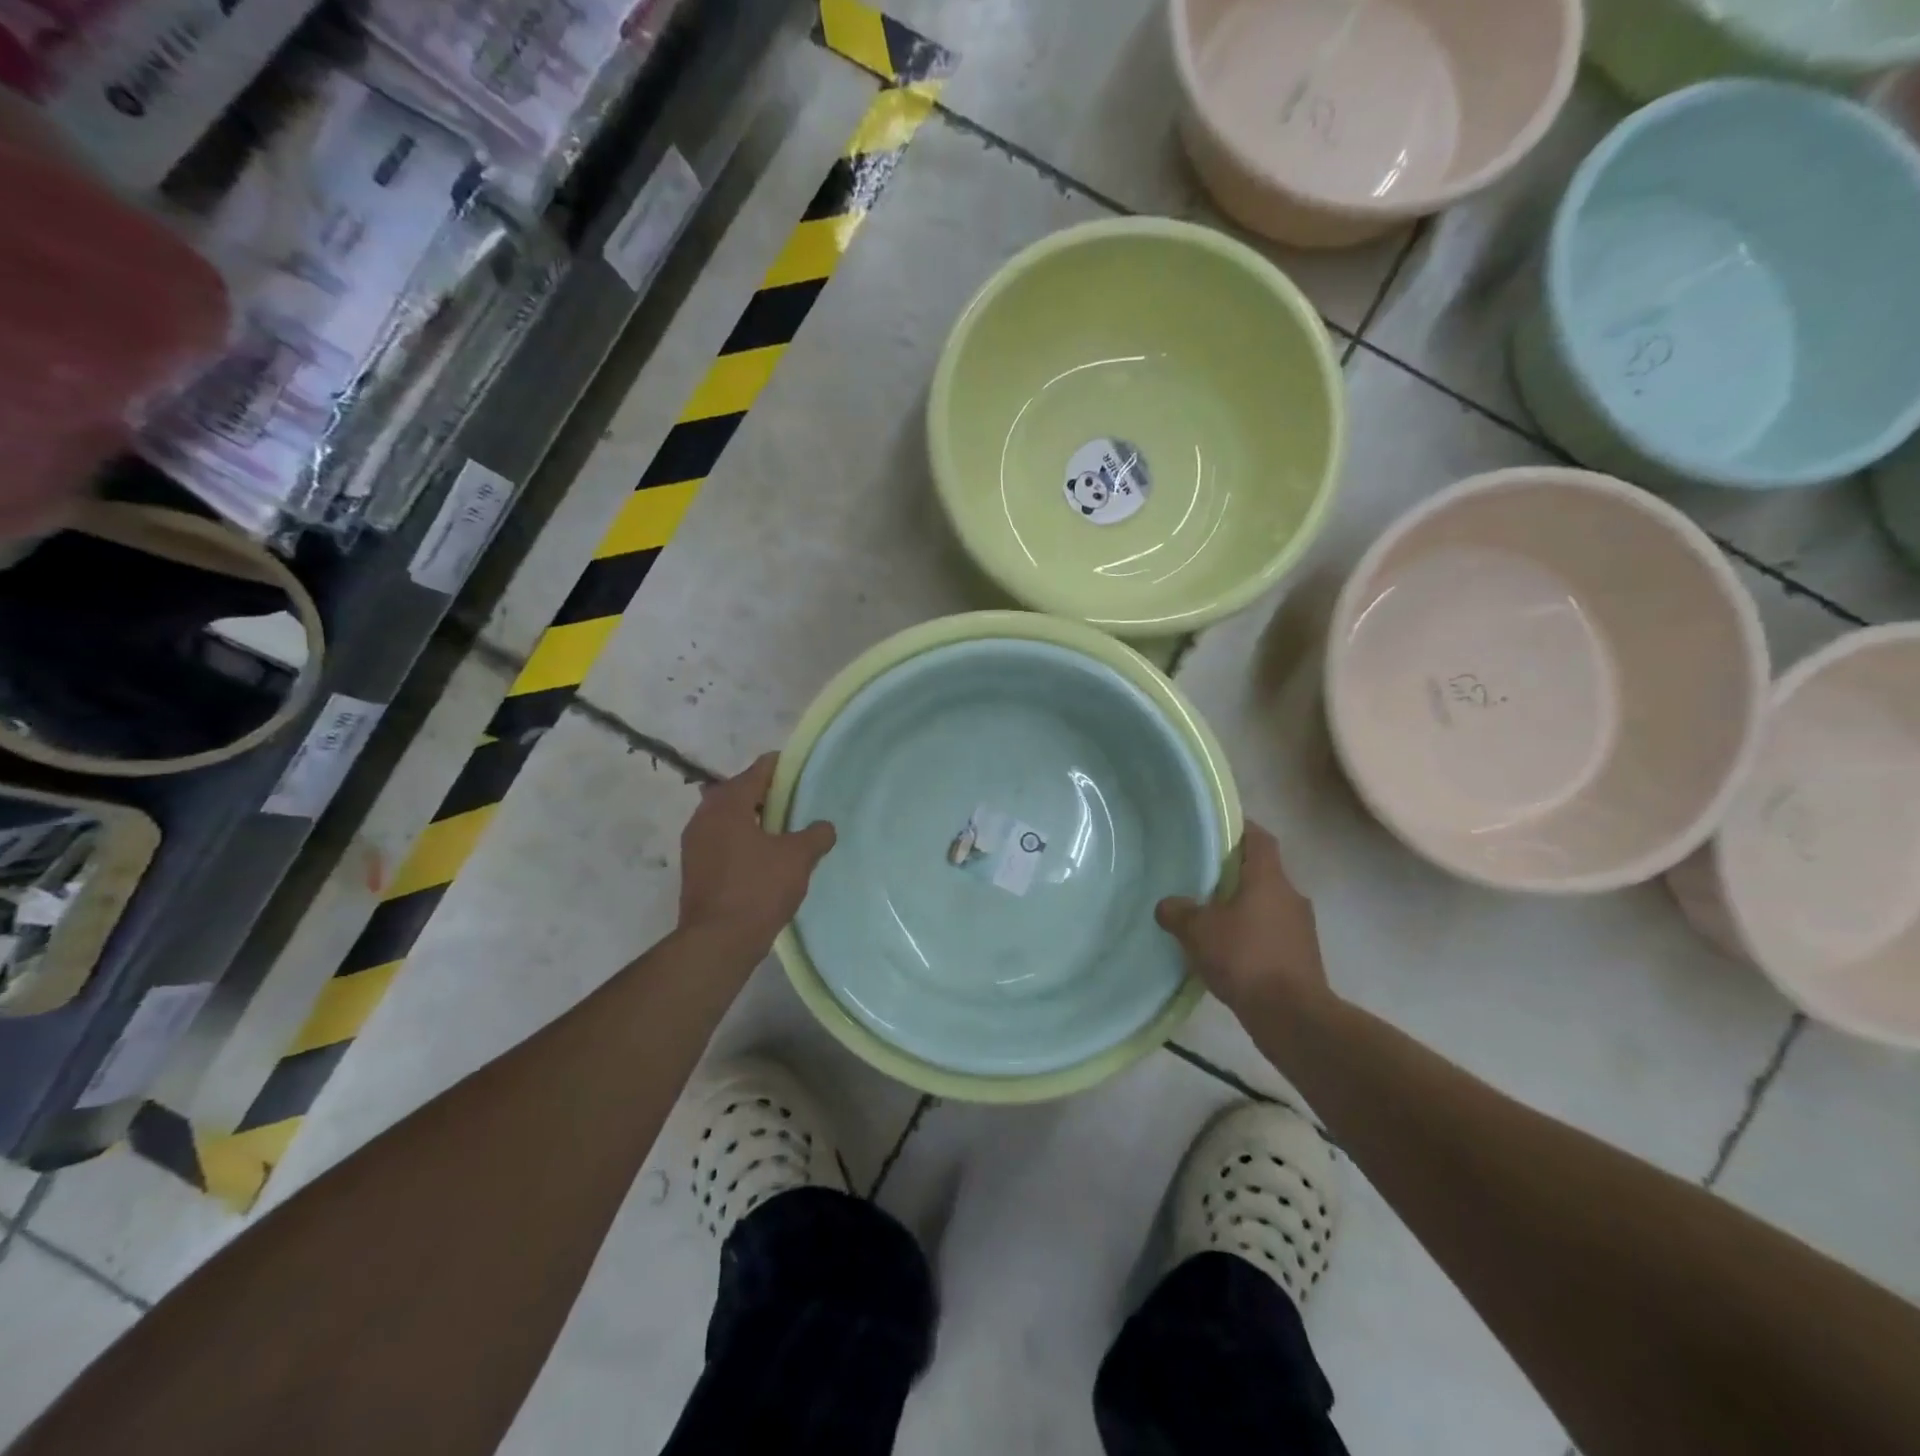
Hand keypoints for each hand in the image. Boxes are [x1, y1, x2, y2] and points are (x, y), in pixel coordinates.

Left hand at [678, 753, 835, 952]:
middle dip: (769, 795)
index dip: (784, 767)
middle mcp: (704, 815)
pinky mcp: (695, 868)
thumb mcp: (798, 858)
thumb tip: (824, 827)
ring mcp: (695, 843)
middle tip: (798, 805)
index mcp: (728, 803)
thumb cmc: (757, 889)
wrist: (717, 942)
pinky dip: (743, 841)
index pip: (759, 769)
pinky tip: (765, 859)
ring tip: (785, 833)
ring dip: (755, 820)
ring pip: (730, 818)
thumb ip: (815, 835)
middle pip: (741, 792)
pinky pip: (723, 841)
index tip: (805, 773)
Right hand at [1156, 821, 1332, 1014]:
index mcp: (1269, 878)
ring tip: (1211, 920)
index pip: (1259, 838)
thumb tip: (1167, 905)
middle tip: (1202, 879)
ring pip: (1267, 905)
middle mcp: (1291, 896)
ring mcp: (1301, 928)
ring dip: (1243, 908)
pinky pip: (1272, 934)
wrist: (1292, 1016)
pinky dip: (1252, 936)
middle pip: (1262, 872)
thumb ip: (1178, 912)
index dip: (1240, 829)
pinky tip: (1228, 953)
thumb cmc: (1245, 958)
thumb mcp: (1197, 931)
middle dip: (1234, 874)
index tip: (1217, 831)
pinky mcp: (1302, 957)